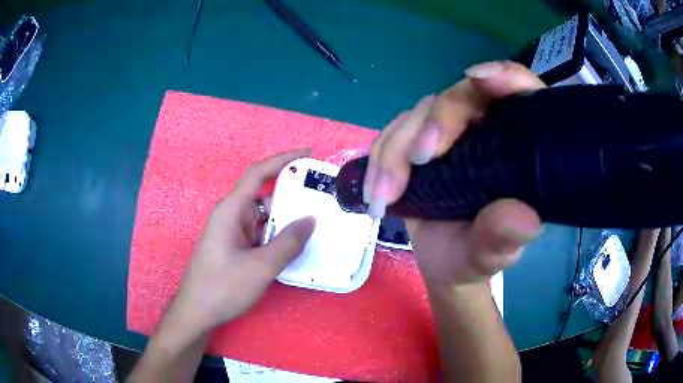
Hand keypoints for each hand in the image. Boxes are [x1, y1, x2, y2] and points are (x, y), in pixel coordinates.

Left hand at [172, 149, 315, 331]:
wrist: (198, 313)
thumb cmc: (223, 287)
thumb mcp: (260, 267)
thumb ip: (287, 242)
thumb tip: (310, 220)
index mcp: (231, 210)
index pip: (258, 173)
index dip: (283, 160)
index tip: (308, 154)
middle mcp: (232, 216)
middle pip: (265, 196)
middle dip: (292, 194)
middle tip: (322, 197)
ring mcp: (234, 233)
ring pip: (265, 217)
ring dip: (287, 219)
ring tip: (318, 221)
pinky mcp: (237, 248)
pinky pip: (262, 235)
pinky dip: (279, 236)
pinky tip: (298, 245)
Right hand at [365, 61, 543, 286]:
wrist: (444, 265)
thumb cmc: (476, 258)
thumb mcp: (492, 255)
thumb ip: (504, 239)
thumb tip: (522, 218)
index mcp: (518, 147)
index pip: (523, 95)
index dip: (507, 78)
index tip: (480, 79)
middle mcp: (485, 130)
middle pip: (461, 97)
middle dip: (438, 121)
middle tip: (420, 159)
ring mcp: (449, 134)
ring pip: (419, 115)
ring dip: (396, 150)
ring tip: (384, 196)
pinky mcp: (416, 143)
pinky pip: (392, 134)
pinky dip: (379, 159)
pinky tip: (375, 192)